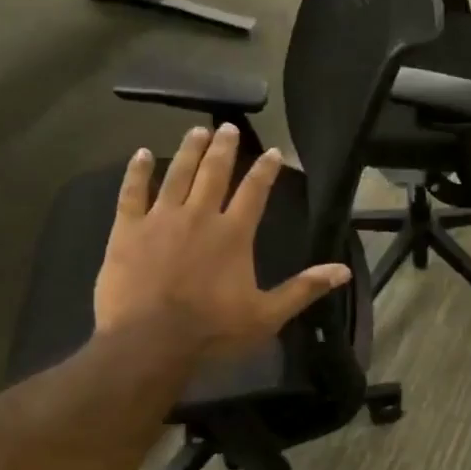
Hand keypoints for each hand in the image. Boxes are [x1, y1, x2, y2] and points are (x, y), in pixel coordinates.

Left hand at [94, 124, 349, 352]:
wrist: (149, 343)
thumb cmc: (212, 331)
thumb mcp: (267, 315)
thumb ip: (304, 289)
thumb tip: (344, 271)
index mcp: (234, 234)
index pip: (255, 192)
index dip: (265, 170)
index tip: (273, 151)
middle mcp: (199, 216)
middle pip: (214, 173)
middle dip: (223, 148)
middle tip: (228, 127)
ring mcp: (160, 220)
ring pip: (176, 175)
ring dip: (188, 151)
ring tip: (196, 131)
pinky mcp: (127, 231)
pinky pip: (132, 192)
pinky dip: (137, 172)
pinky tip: (140, 155)